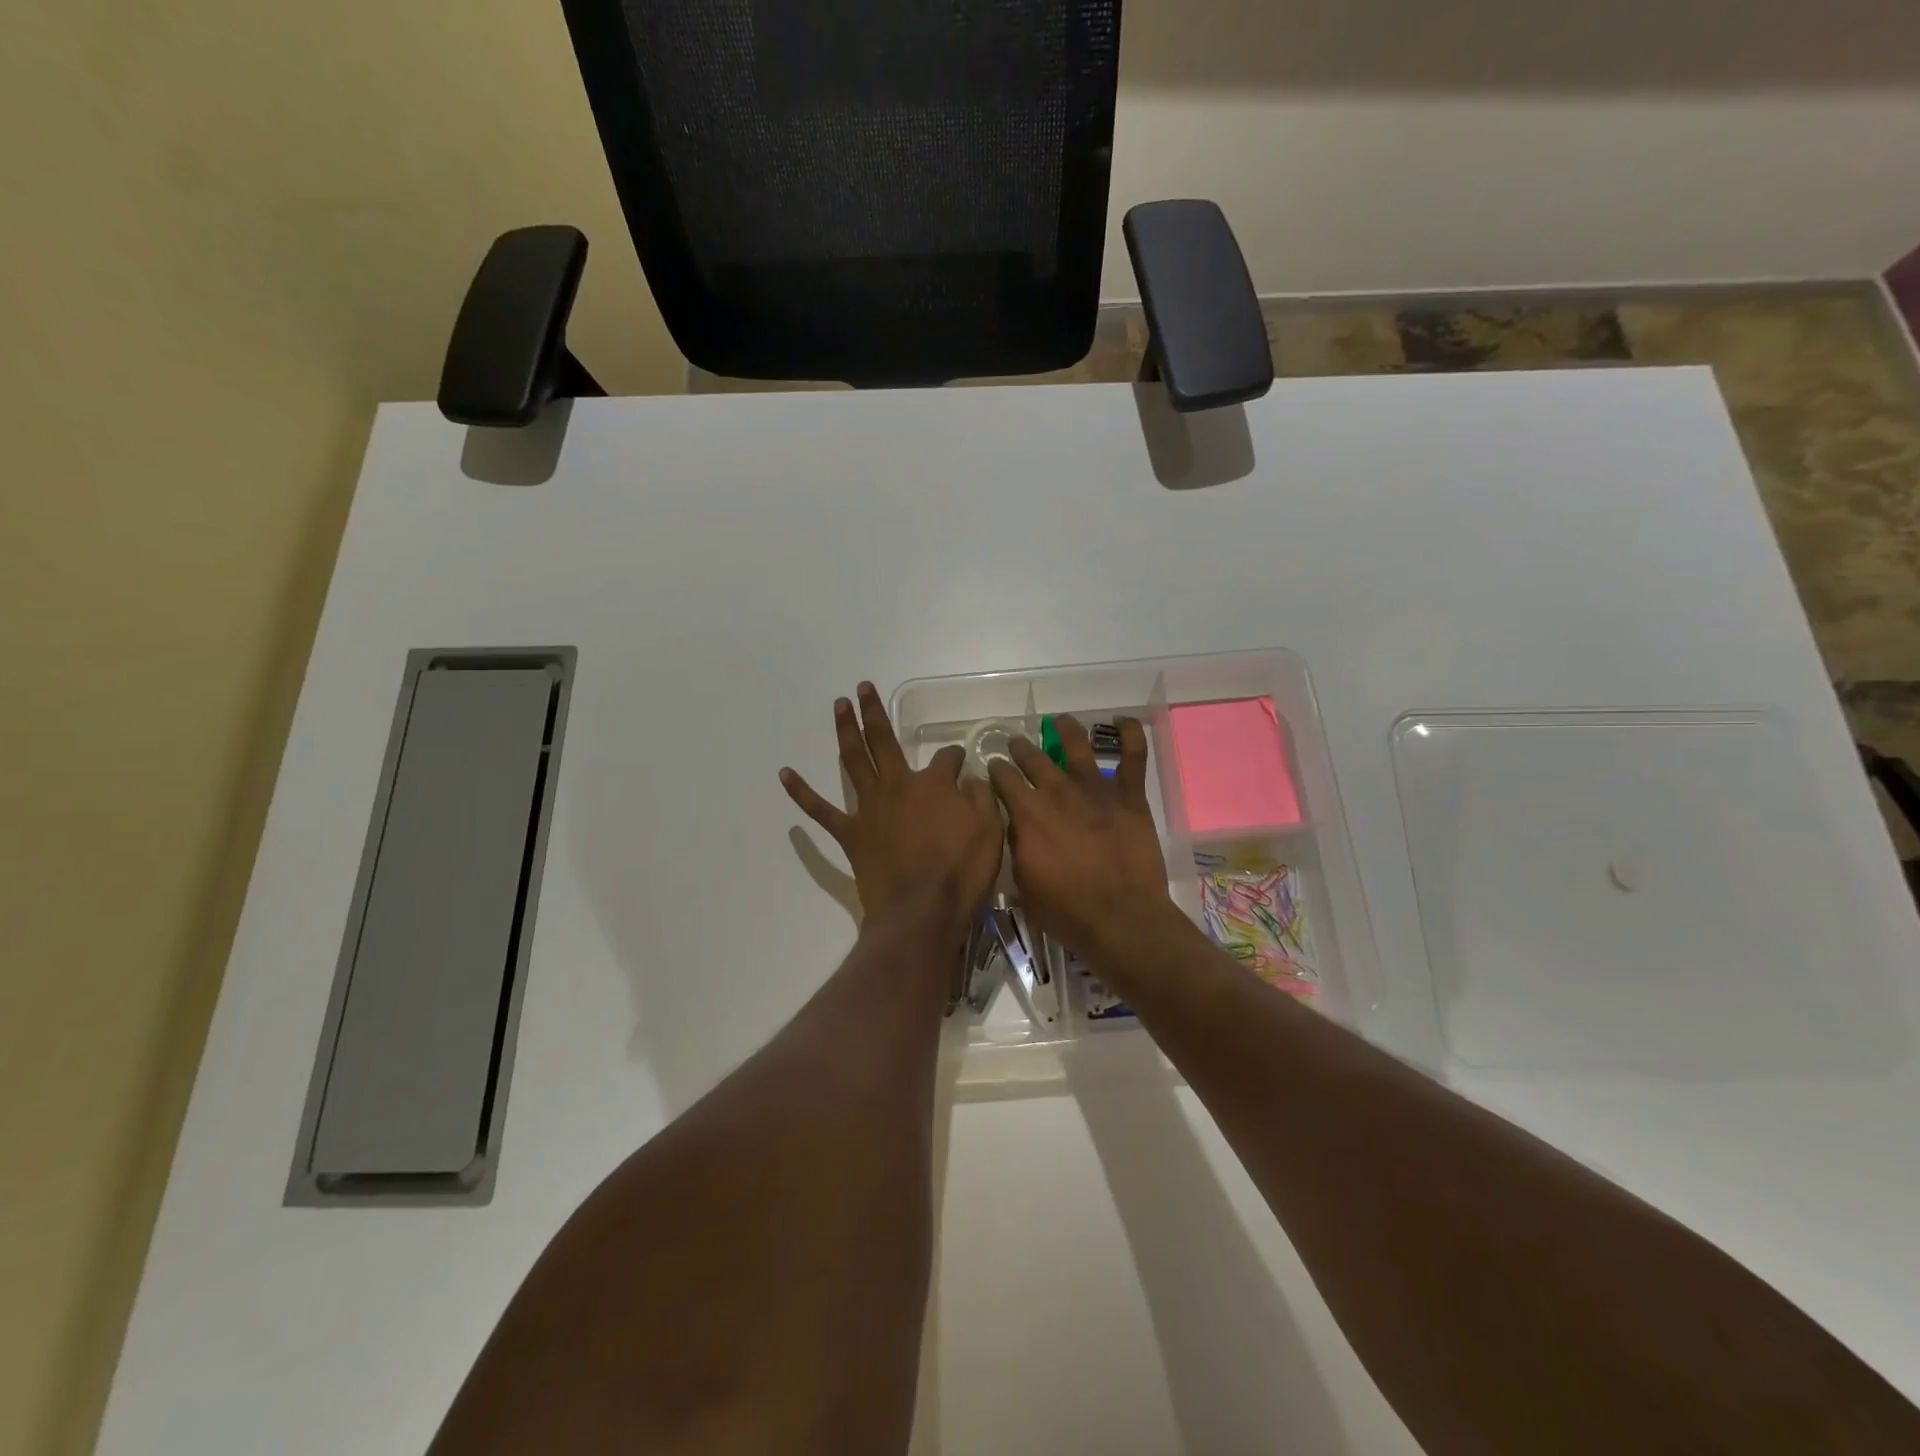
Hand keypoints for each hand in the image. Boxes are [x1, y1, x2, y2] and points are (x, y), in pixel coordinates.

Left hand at [781, 683, 1003, 932]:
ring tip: (838, 706)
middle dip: (873, 712)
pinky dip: (802, 792)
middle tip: (862, 688)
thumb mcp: (991, 832)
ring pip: (854, 760)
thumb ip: (981, 799)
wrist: (922, 913)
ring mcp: (870, 808)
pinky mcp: (850, 833)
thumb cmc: (962, 874)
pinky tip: (785, 774)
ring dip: (845, 730)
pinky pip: (821, 810)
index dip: (955, 757)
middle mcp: (899, 785)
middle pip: (884, 739)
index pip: (946, 758)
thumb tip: (971, 779)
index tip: (960, 763)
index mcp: (935, 785)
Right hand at [987, 715, 1170, 958]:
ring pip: (1077, 746)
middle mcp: (1058, 792)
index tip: (992, 767)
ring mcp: (1096, 790)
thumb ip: (1017, 847)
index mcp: (1028, 814)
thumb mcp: (1023, 884)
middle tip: (1016, 743)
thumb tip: (1015, 825)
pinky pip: (1133, 756)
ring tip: (1059, 721)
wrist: (1120, 918)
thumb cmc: (1066, 911)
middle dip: (1020, 748)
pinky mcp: (1129, 797)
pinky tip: (1123, 720)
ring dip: (1065, 729)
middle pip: (1033, 758)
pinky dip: (1130, 734)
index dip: (994, 770)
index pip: (1003, 779)